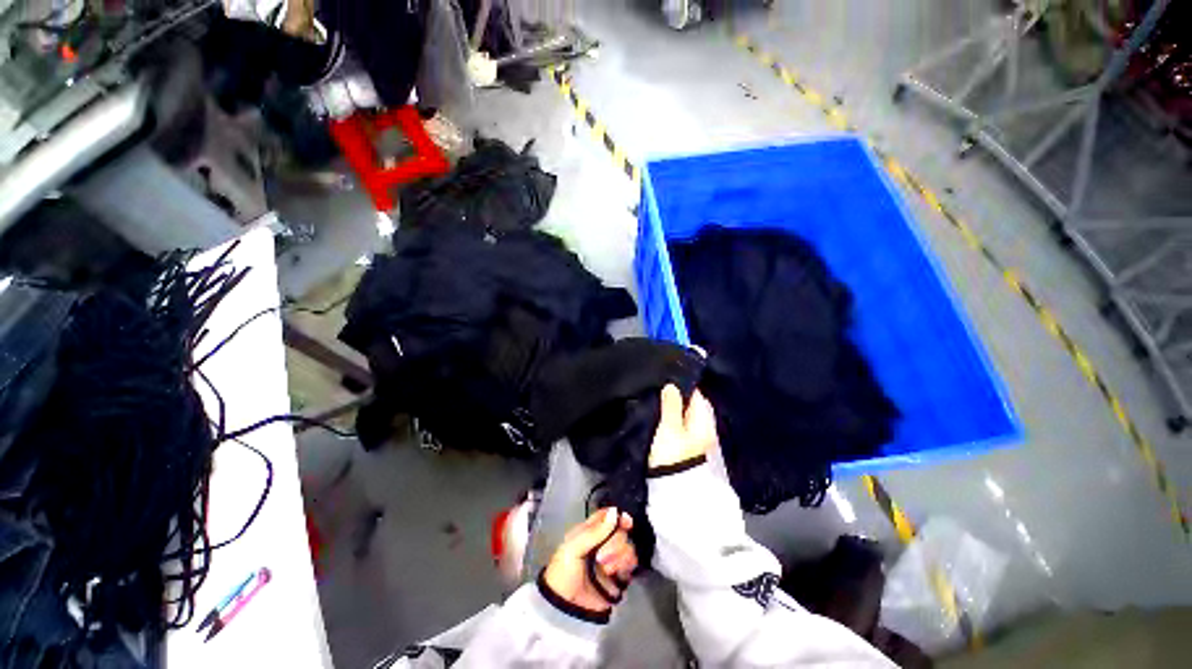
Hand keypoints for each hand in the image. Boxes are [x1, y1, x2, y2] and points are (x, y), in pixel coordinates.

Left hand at [543, 508, 637, 613]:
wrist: (565, 607)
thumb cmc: (564, 572)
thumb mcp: (573, 548)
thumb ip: (594, 531)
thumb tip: (614, 512)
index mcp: (589, 532)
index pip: (607, 516)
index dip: (616, 516)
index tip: (625, 521)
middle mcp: (602, 543)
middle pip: (620, 532)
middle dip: (614, 543)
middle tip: (601, 557)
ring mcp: (612, 560)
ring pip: (627, 547)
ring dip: (619, 557)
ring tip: (606, 569)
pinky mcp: (619, 577)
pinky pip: (631, 565)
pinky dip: (625, 567)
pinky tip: (615, 573)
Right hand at [648, 385, 717, 468]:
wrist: (673, 490)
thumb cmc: (672, 455)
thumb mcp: (668, 427)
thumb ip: (671, 405)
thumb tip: (672, 385)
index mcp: (704, 422)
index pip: (698, 396)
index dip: (684, 386)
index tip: (668, 379)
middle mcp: (705, 429)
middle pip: (694, 407)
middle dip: (680, 398)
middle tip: (661, 389)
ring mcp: (698, 440)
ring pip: (688, 418)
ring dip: (677, 410)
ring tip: (660, 402)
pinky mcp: (689, 449)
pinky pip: (684, 428)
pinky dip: (676, 421)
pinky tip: (664, 419)